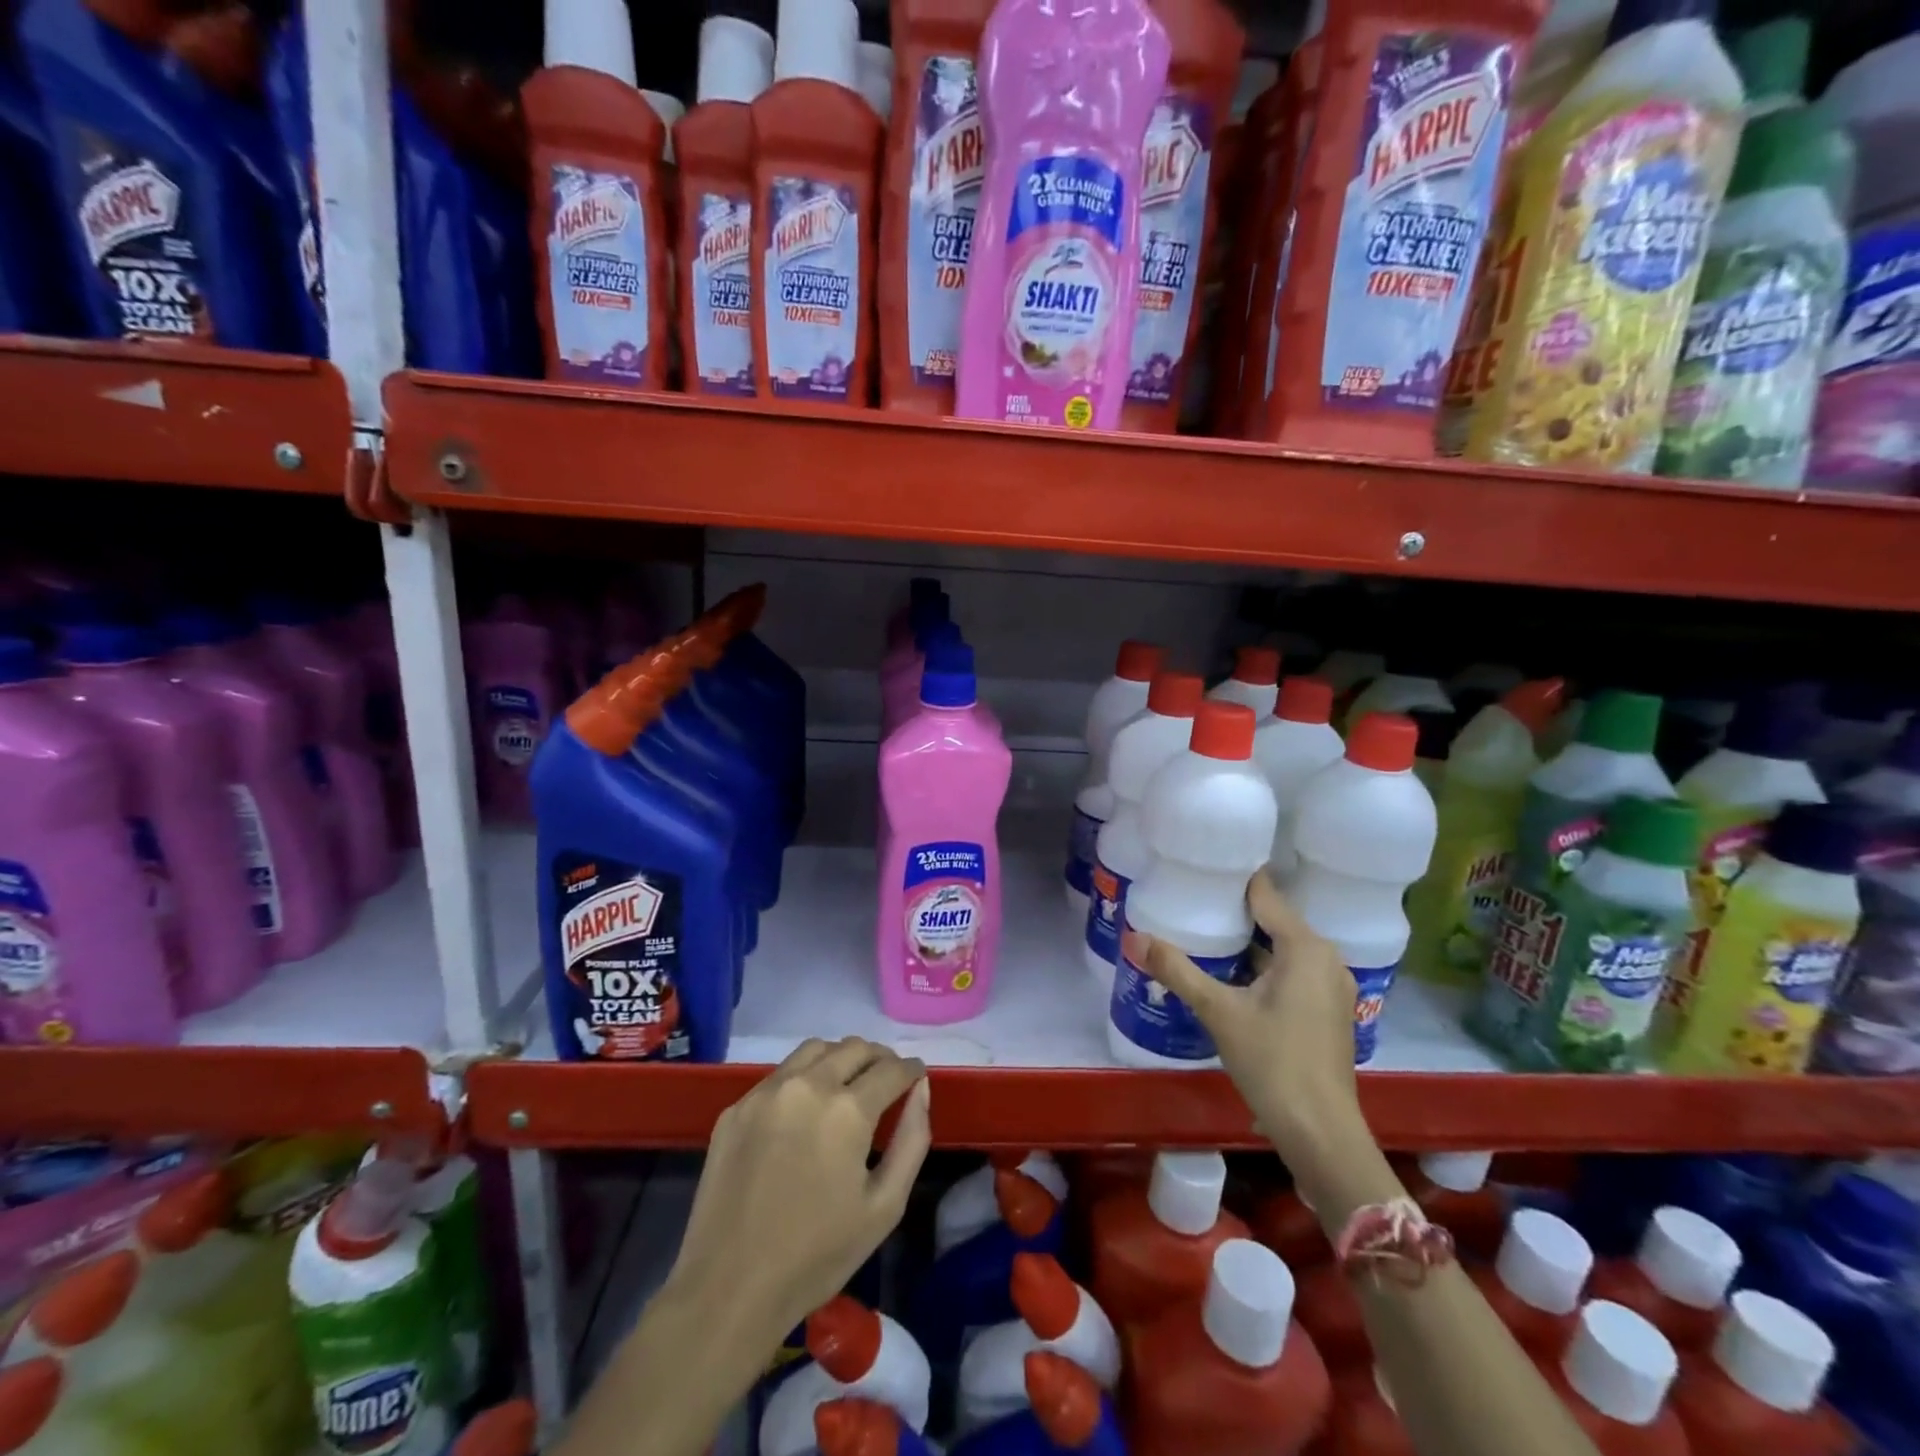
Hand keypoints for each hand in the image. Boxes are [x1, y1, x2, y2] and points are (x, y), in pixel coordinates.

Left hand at [666, 1037, 932, 1346]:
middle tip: (887, 1079)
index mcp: (848, 1110)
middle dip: (878, 1058)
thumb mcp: (884, 1207)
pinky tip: (803, 1111)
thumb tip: (921, 1089)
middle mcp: (807, 1086)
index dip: (911, 1069)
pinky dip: (803, 1078)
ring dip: (840, 1058)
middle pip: (854, 1048)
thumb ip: (912, 1140)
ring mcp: (766, 1093)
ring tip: (847, 1084)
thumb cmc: (816, 1256)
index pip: (891, 1068)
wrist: (728, 1289)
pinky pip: (779, 1075)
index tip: (916, 1075)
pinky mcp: (736, 1108)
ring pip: (815, 1050)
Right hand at [1125, 869, 1360, 1159]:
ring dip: (1248, 942)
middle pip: (1274, 919)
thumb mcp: (1218, 1011)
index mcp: (1306, 947)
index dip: (1231, 879)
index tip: (1198, 868)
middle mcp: (1326, 958)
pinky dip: (1263, 966)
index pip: (1265, 894)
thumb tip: (1133, 938)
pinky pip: (1292, 971)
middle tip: (1190, 900)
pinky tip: (1230, 975)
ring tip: (1203, 932)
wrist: (1321, 1134)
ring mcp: (1332, 986)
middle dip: (1234, 911)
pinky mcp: (1328, 1011)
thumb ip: (1177, 970)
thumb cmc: (1273, 1063)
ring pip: (1283, 948)